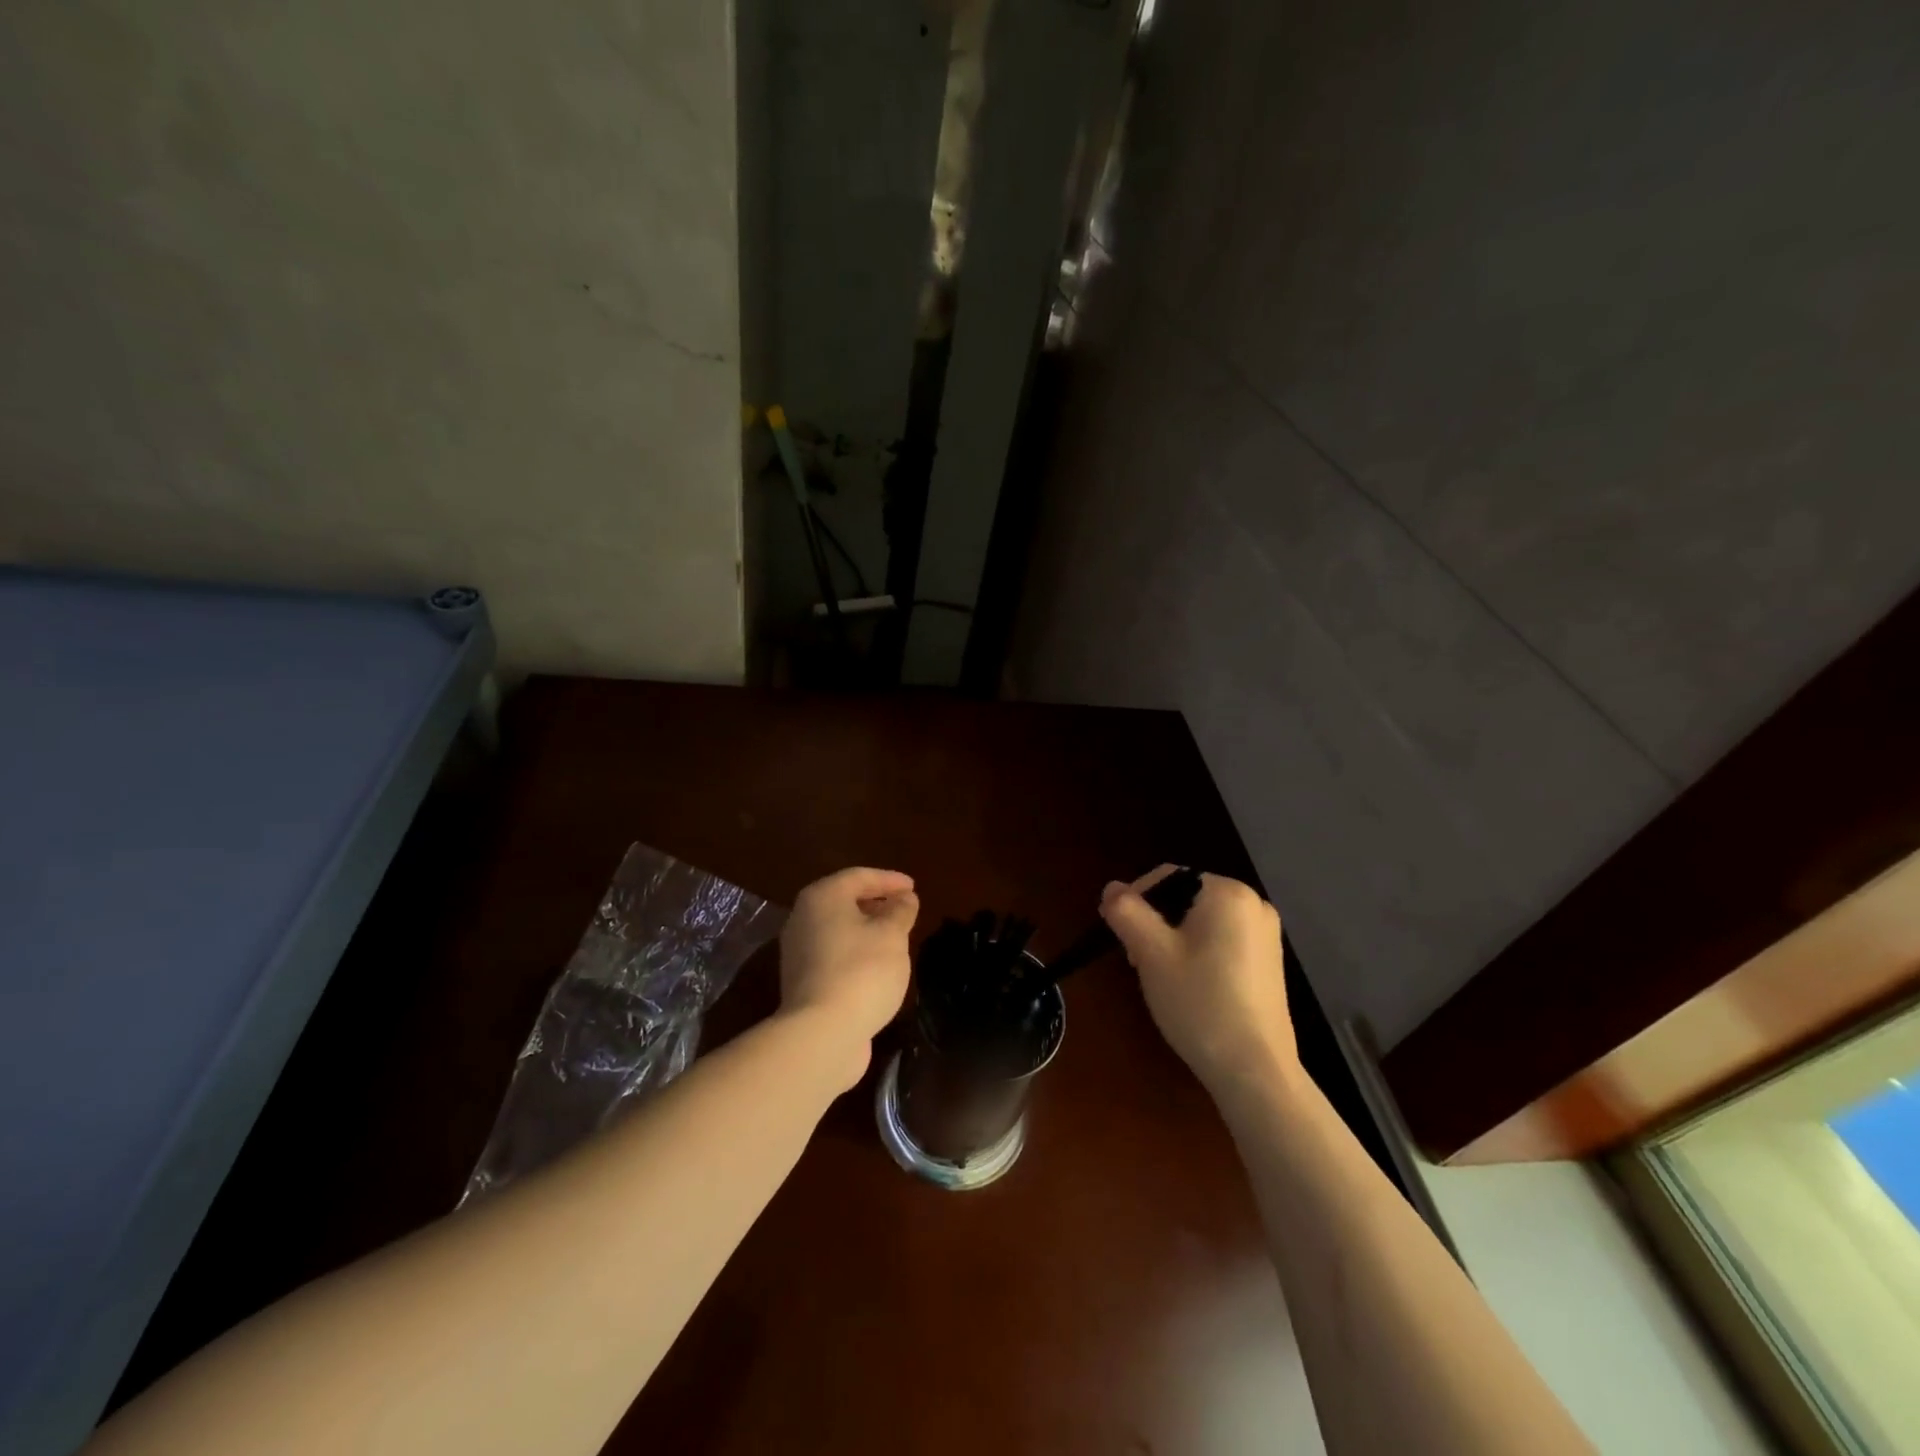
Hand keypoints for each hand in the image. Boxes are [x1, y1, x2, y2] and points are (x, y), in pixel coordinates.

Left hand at [778, 867, 919, 1085]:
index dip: (889, 879)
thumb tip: (904, 898)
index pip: (859, 876)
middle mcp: (803, 918)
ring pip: (838, 929)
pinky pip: (834, 953)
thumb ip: (900, 911)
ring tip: (895, 936)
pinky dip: (856, 951)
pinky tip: (877, 964)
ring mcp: (798, 952)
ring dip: (866, 928)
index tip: (913, 887)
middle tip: (904, 908)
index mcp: (822, 897)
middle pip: (843, 901)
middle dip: (876, 902)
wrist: (822, 1034)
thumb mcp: (892, 935)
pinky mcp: (802, 981)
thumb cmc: (862, 971)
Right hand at [1099, 866, 1295, 1093]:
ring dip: (1174, 940)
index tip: (1120, 936)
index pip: (1168, 877)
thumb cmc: (1199, 1002)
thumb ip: (1127, 911)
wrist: (1255, 1071)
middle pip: (1185, 898)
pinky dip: (1199, 954)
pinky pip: (1222, 942)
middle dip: (1156, 924)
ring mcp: (1267, 936)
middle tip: (1138, 961)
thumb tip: (1112, 888)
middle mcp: (1254, 904)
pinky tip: (1190, 988)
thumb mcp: (1151, 953)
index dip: (1136, 901)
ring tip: (1161, 977)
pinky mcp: (1270, 964)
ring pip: (1202, 922)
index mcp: (1229, 893)